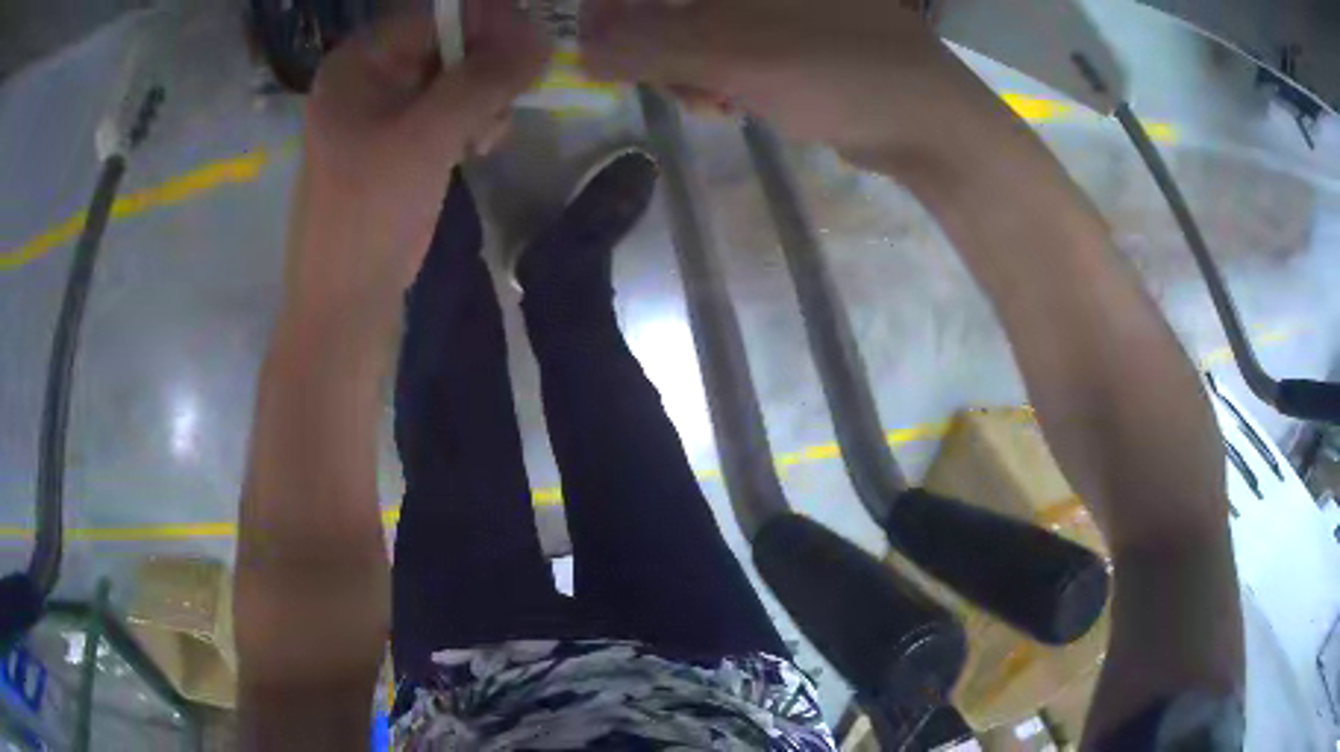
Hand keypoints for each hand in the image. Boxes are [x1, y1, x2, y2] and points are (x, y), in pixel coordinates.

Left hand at [284, 2, 547, 338]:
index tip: (533, 51)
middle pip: (445, 43)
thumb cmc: (370, 217)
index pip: (435, 15)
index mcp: (358, 63)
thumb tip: (541, 37)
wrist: (344, 306)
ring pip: (451, 78)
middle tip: (510, 101)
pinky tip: (479, 148)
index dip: (488, 24)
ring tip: (490, 137)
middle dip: (486, 68)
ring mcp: (379, 113)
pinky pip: (444, 112)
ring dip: (482, 99)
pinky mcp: (394, 144)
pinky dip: (470, 122)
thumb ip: (483, 80)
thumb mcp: (428, 139)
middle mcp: (366, 78)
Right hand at [581, 0, 1003, 161]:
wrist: (924, 121)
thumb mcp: (728, 53)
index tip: (600, 47)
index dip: (616, 8)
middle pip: (671, 5)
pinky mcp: (790, 36)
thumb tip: (582, 50)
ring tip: (715, 102)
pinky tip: (735, 104)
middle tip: (671, 83)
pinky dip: (719, 77)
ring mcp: (778, 8)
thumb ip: (646, 45)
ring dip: (688, 70)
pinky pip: (729, 49)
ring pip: (696, 29)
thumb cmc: (834, 70)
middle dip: (657, 46)